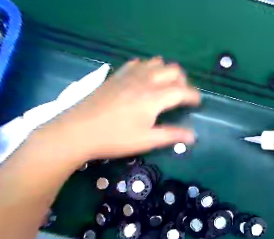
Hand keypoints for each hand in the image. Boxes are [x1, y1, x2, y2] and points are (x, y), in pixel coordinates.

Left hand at [36, 57, 199, 161]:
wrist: (76, 132)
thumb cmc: (115, 138)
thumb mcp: (147, 140)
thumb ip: (172, 135)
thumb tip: (193, 137)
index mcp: (154, 97)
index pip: (183, 91)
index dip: (194, 96)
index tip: (198, 103)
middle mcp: (145, 81)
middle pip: (173, 70)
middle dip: (183, 81)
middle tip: (182, 95)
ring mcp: (129, 75)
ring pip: (156, 63)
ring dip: (167, 72)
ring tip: (166, 85)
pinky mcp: (117, 76)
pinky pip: (138, 63)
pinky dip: (147, 68)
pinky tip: (144, 78)